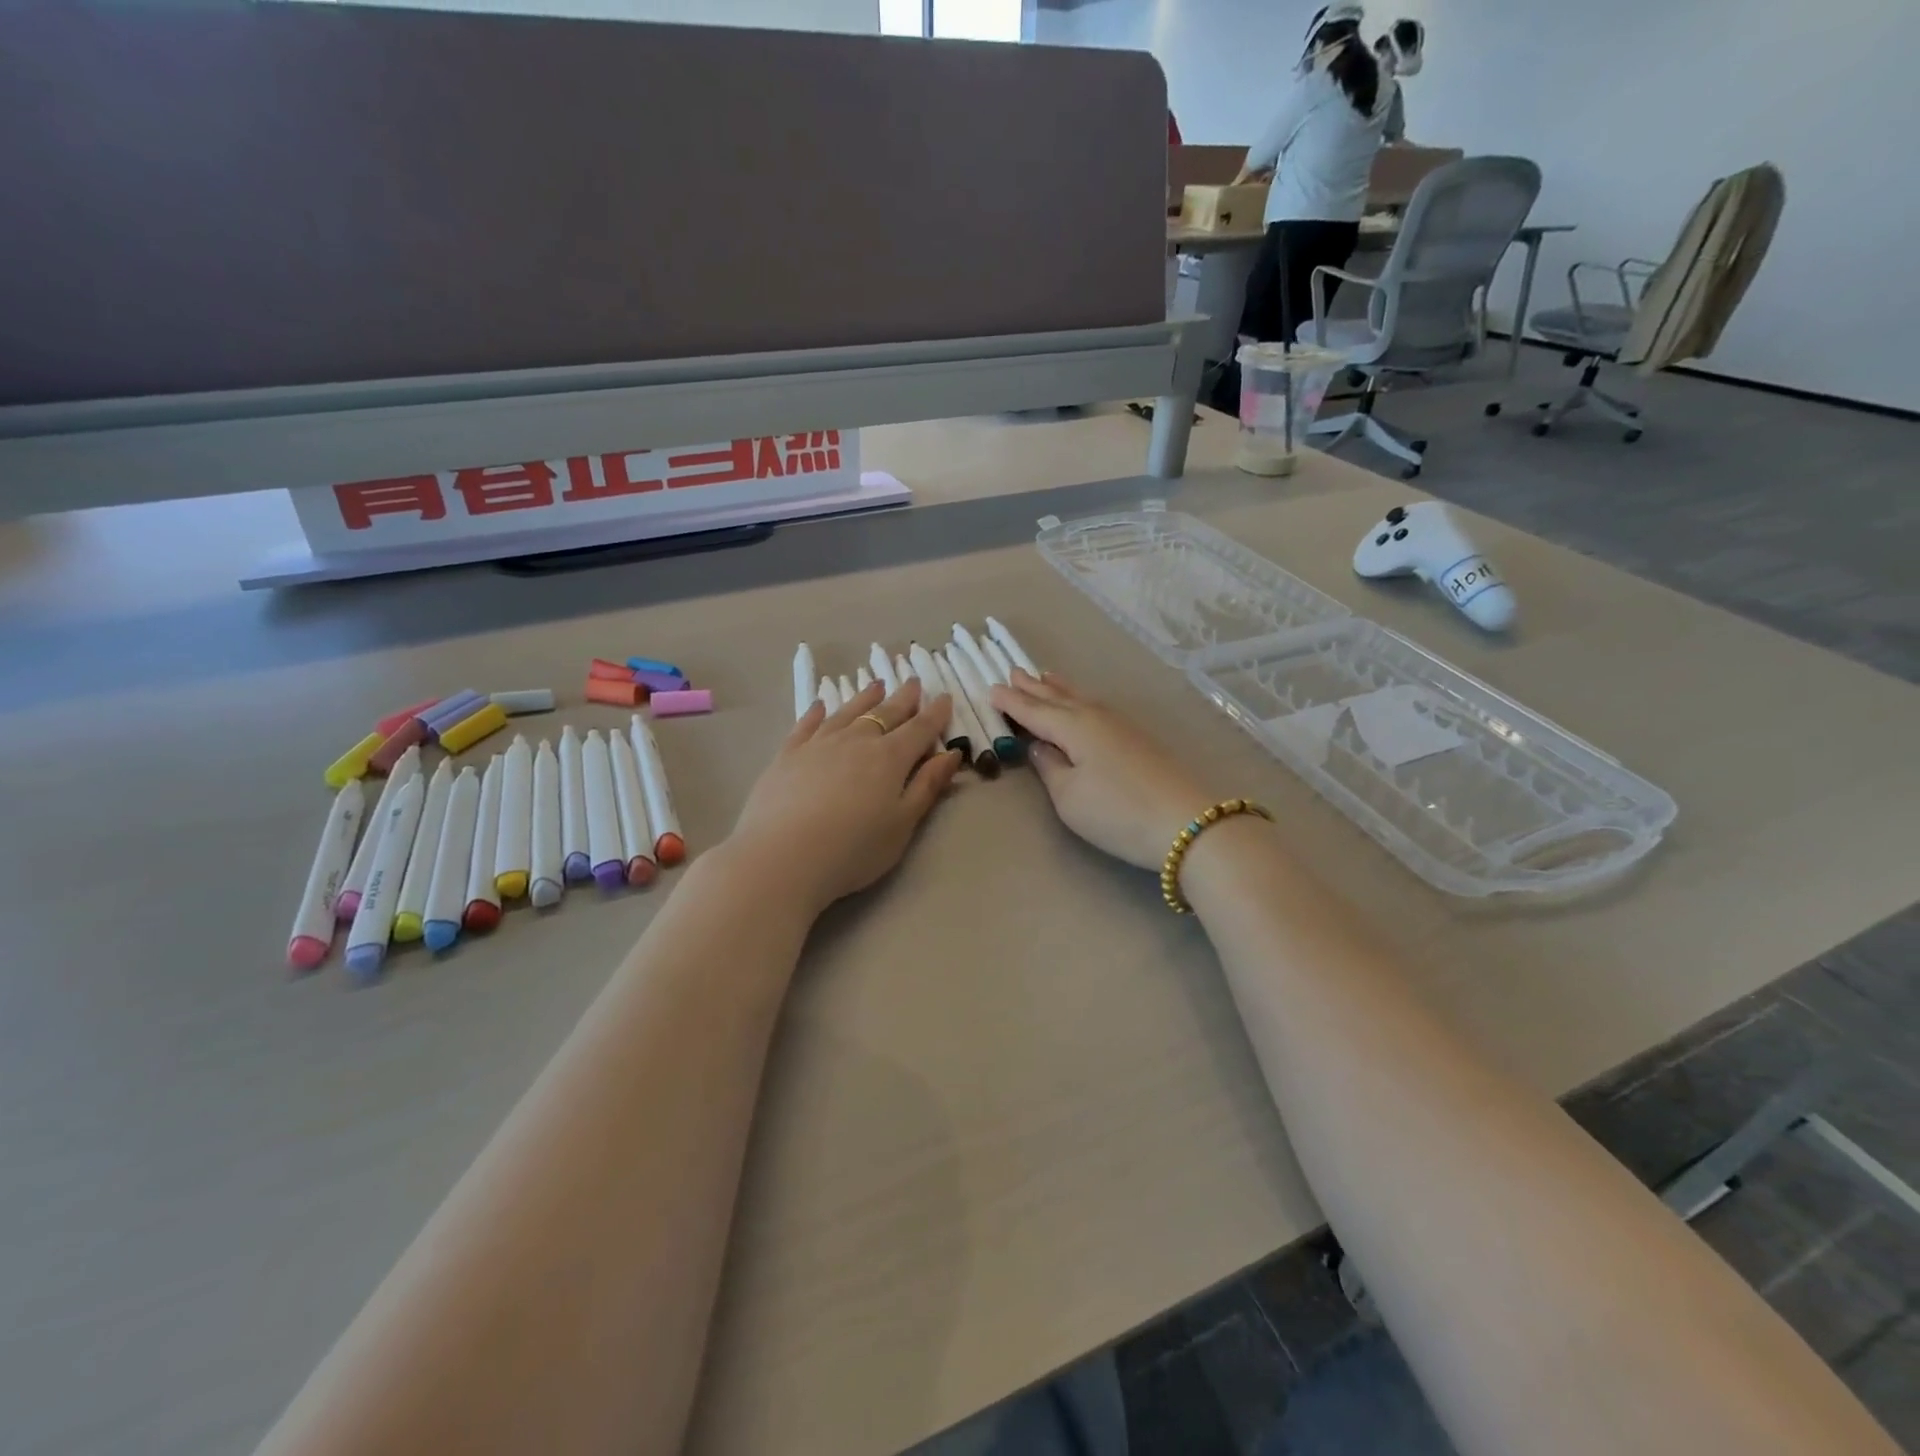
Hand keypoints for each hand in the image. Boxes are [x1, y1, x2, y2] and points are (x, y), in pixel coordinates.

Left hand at [727, 677, 961, 912]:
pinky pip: (807, 725)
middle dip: (903, 699)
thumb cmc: (854, 849)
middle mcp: (856, 741)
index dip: (935, 714)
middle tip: (914, 682)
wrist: (783, 857)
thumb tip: (950, 754)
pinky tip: (821, 706)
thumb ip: (927, 786)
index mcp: (890, 758)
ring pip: (847, 713)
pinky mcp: (787, 755)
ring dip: (865, 698)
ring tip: (877, 686)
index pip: (919, 729)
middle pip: (885, 714)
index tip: (945, 698)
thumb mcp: (903, 824)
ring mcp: (818, 744)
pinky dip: (817, 713)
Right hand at [991, 670, 1211, 870]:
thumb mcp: (1069, 796)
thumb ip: (1049, 767)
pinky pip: (1096, 707)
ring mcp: (1121, 726)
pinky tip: (1081, 703)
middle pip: (1058, 698)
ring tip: (1043, 676)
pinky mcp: (1137, 739)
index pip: (1034, 711)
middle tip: (1013, 671)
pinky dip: (1079, 699)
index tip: (990, 689)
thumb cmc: (1116, 812)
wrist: (1187, 823)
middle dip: (1033, 687)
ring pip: (1080, 698)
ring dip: (1058, 688)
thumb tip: (1040, 746)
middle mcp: (1096, 717)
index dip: (1011, 702)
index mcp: (1073, 727)